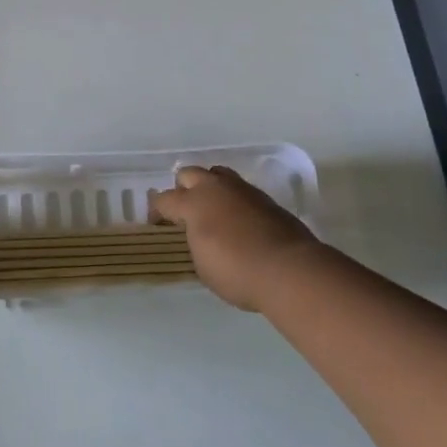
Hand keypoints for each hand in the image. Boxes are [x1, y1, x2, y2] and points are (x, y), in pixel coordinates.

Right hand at [149, 166, 322, 311]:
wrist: (289, 269)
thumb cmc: (237, 271)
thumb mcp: (203, 265)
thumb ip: (196, 244)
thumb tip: (202, 237)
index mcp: (194, 203)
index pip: (165, 199)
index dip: (157, 210)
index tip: (157, 223)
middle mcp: (216, 188)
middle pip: (190, 174)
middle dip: (183, 189)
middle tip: (185, 211)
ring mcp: (244, 190)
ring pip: (218, 174)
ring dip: (210, 188)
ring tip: (213, 211)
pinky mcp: (267, 199)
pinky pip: (241, 191)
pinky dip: (234, 201)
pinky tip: (238, 221)